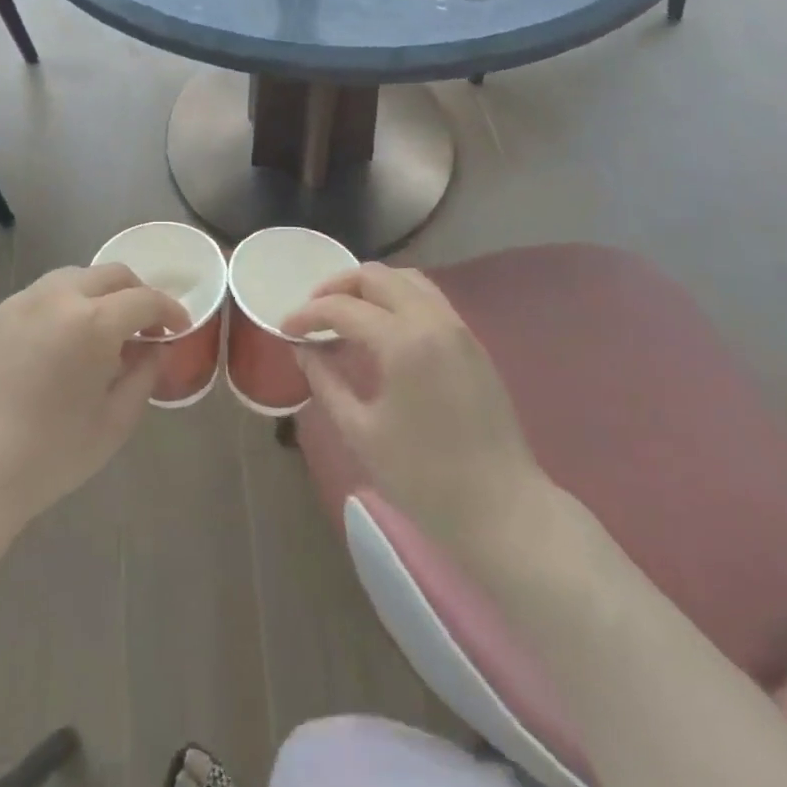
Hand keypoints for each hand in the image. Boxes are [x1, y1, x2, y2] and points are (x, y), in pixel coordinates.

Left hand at [0, 265, 188, 539]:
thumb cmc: (52, 454)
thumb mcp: (116, 420)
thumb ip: (145, 373)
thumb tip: (154, 347)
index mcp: (93, 322)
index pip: (145, 299)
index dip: (170, 311)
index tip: (180, 328)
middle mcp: (57, 297)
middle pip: (110, 274)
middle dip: (136, 294)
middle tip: (145, 326)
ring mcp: (20, 302)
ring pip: (73, 277)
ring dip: (99, 294)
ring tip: (102, 331)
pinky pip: (40, 296)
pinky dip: (63, 306)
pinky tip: (60, 342)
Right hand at [283, 264, 562, 574]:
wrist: (502, 509)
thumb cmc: (423, 478)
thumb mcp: (360, 431)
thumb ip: (326, 381)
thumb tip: (302, 349)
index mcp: (403, 341)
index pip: (343, 308)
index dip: (308, 314)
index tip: (284, 329)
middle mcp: (433, 320)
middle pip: (376, 276)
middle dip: (337, 287)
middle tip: (312, 315)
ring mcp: (458, 327)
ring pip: (407, 280)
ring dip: (369, 287)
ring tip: (344, 315)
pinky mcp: (471, 342)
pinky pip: (428, 299)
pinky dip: (396, 299)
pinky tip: (380, 329)